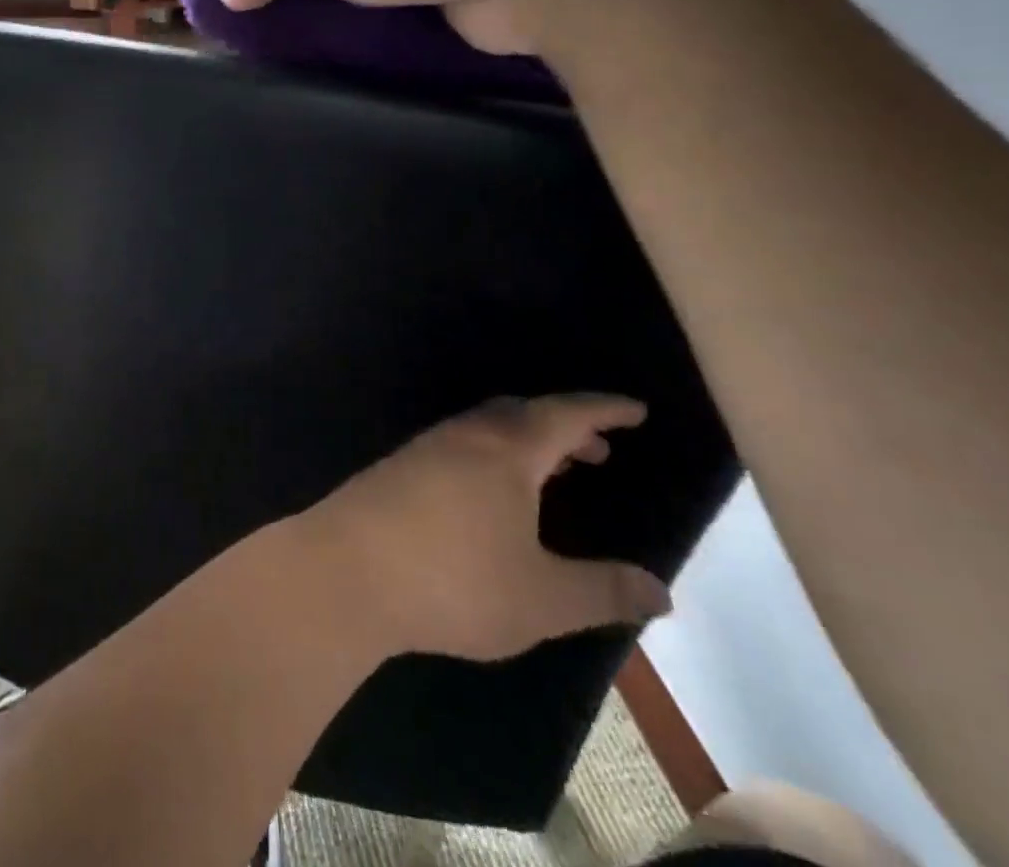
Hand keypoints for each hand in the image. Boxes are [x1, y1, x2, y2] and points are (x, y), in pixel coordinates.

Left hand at [297, 395, 671, 662]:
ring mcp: (425, 448)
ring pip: (486, 429)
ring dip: (525, 442)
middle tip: (597, 449)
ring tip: (551, 474)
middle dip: (564, 426)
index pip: (565, 415)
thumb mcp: (542, 599)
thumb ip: (603, 591)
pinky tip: (488, 495)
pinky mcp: (397, 468)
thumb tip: (661, 590)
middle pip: (522, 414)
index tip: (635, 410)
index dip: (603, 410)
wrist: (347, 571)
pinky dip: (490, 456)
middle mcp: (464, 436)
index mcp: (506, 451)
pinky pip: (458, 447)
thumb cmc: (454, 581)